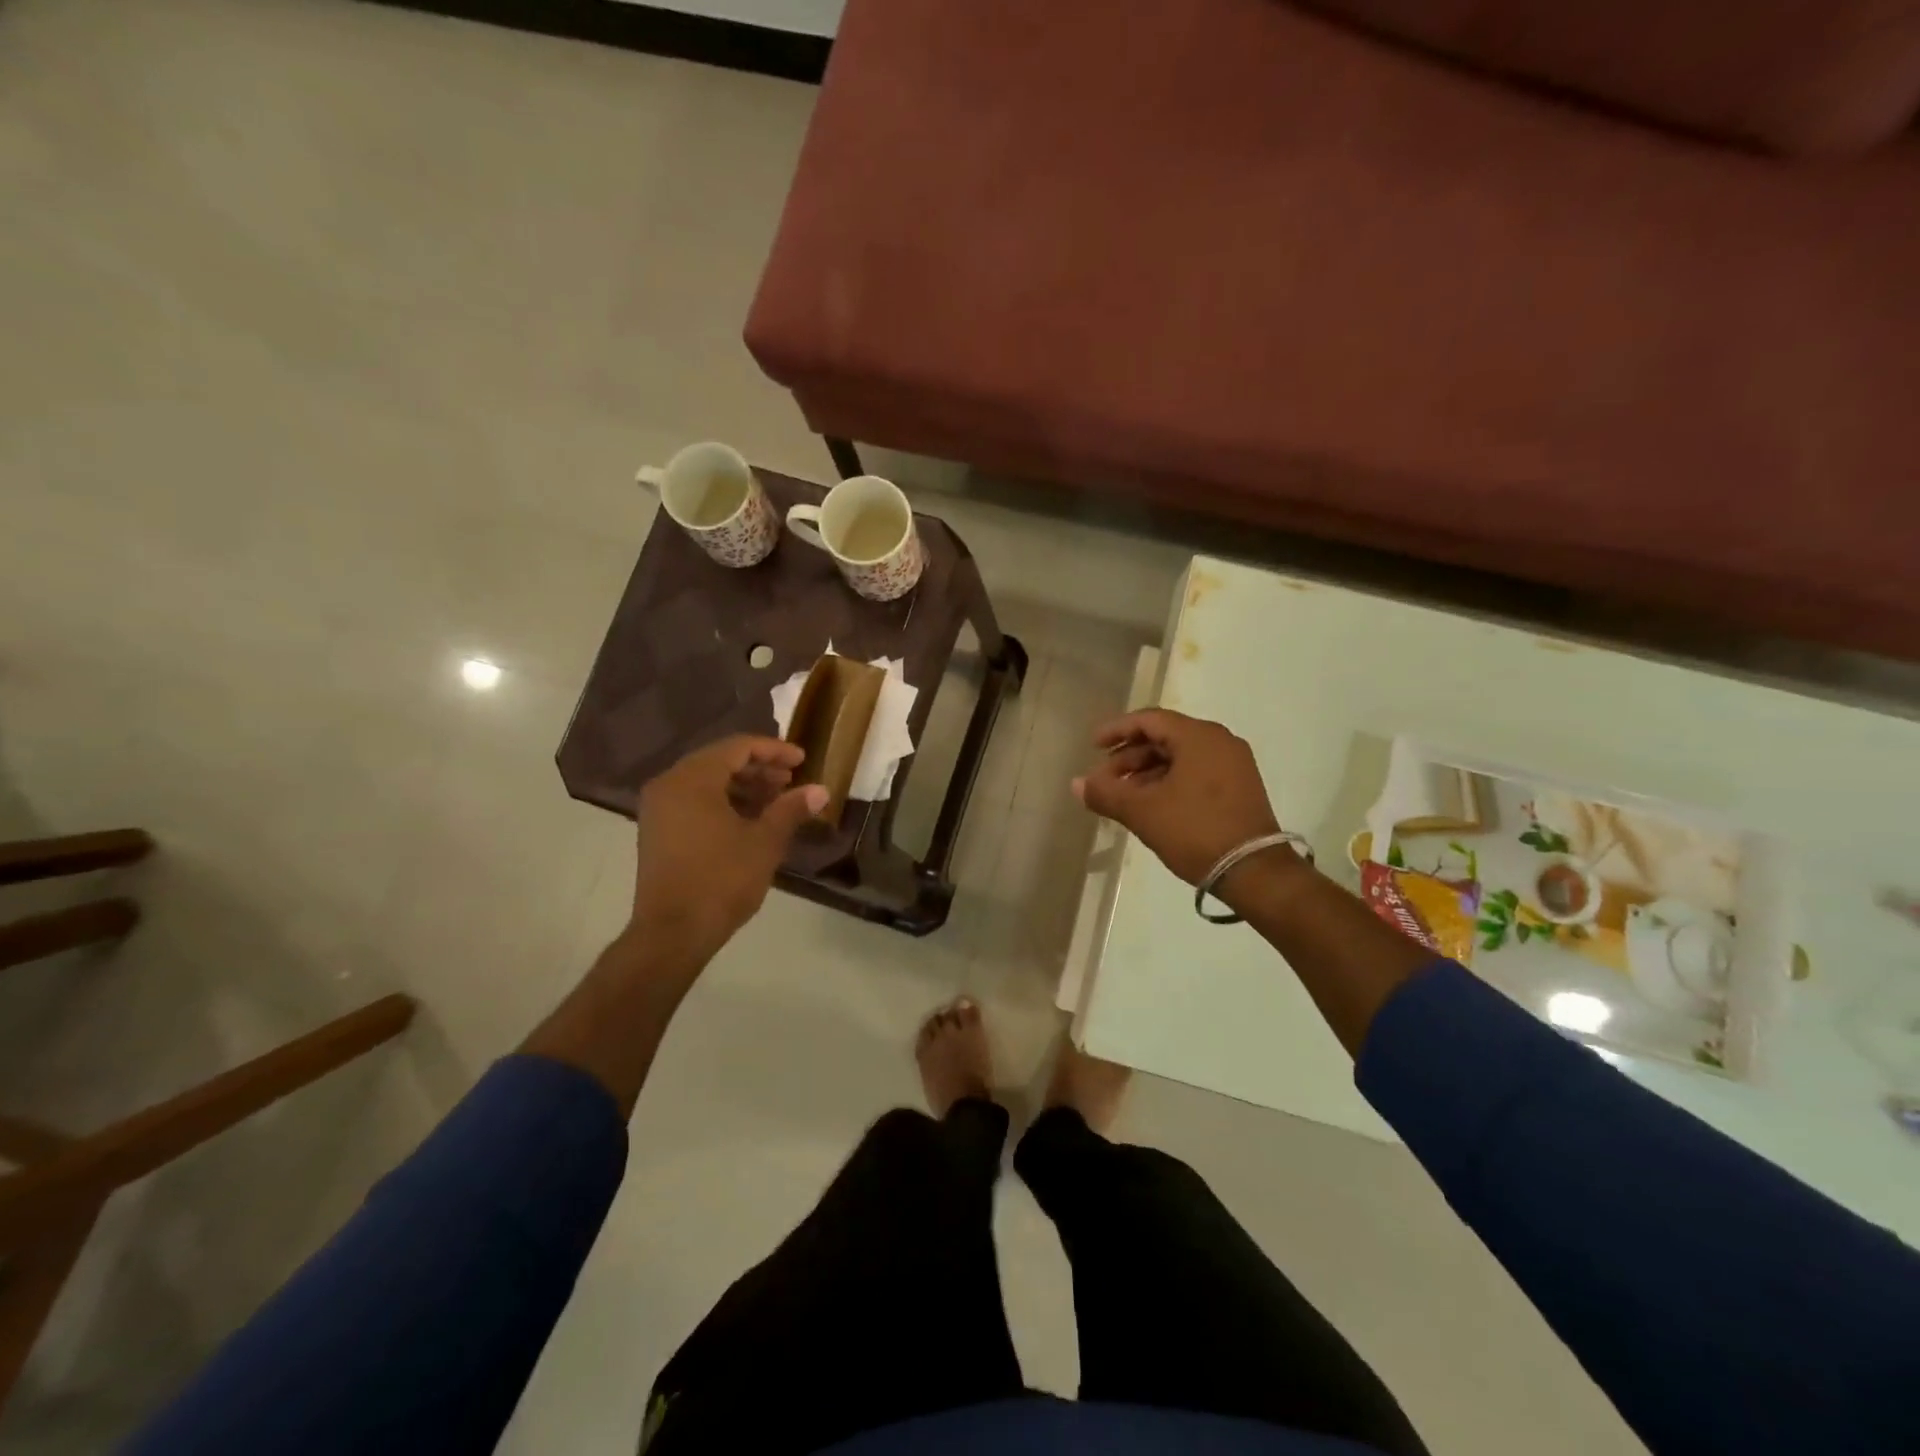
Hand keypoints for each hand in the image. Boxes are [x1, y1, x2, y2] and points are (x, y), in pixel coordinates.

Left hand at [631, 735, 827, 962]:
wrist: (672, 933)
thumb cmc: (721, 880)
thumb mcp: (765, 842)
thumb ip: (791, 809)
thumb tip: (820, 790)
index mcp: (692, 779)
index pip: (737, 747)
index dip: (774, 750)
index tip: (802, 760)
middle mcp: (669, 785)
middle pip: (719, 760)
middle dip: (759, 768)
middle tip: (791, 780)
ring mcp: (658, 809)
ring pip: (706, 781)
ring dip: (743, 785)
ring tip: (776, 800)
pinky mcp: (658, 832)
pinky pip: (694, 801)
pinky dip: (723, 801)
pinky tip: (750, 819)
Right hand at [1073, 710, 1283, 886]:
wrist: (1254, 872)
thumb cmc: (1195, 831)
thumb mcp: (1143, 812)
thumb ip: (1106, 793)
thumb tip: (1076, 784)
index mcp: (1199, 736)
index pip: (1149, 720)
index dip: (1117, 731)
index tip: (1093, 746)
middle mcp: (1220, 742)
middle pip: (1164, 738)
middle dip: (1129, 757)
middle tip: (1104, 780)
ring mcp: (1234, 764)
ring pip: (1179, 757)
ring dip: (1147, 773)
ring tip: (1122, 797)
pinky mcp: (1240, 787)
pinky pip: (1196, 772)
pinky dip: (1169, 782)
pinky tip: (1151, 805)